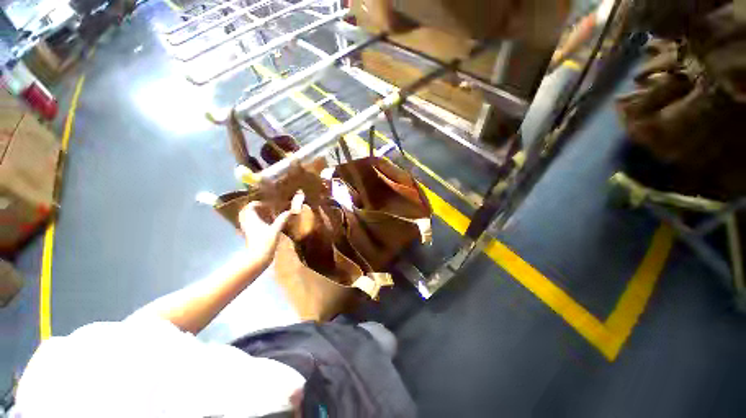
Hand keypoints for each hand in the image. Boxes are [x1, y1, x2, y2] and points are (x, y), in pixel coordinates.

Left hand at [238, 202, 290, 271]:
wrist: (257, 259)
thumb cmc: (265, 243)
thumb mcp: (276, 230)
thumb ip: (282, 220)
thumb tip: (290, 211)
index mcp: (251, 219)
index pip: (251, 206)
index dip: (259, 204)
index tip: (270, 206)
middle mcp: (247, 223)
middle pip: (247, 211)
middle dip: (256, 209)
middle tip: (268, 210)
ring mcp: (247, 230)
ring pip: (248, 218)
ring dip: (257, 216)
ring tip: (268, 217)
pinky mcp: (249, 236)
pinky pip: (251, 225)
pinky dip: (257, 223)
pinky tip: (267, 226)